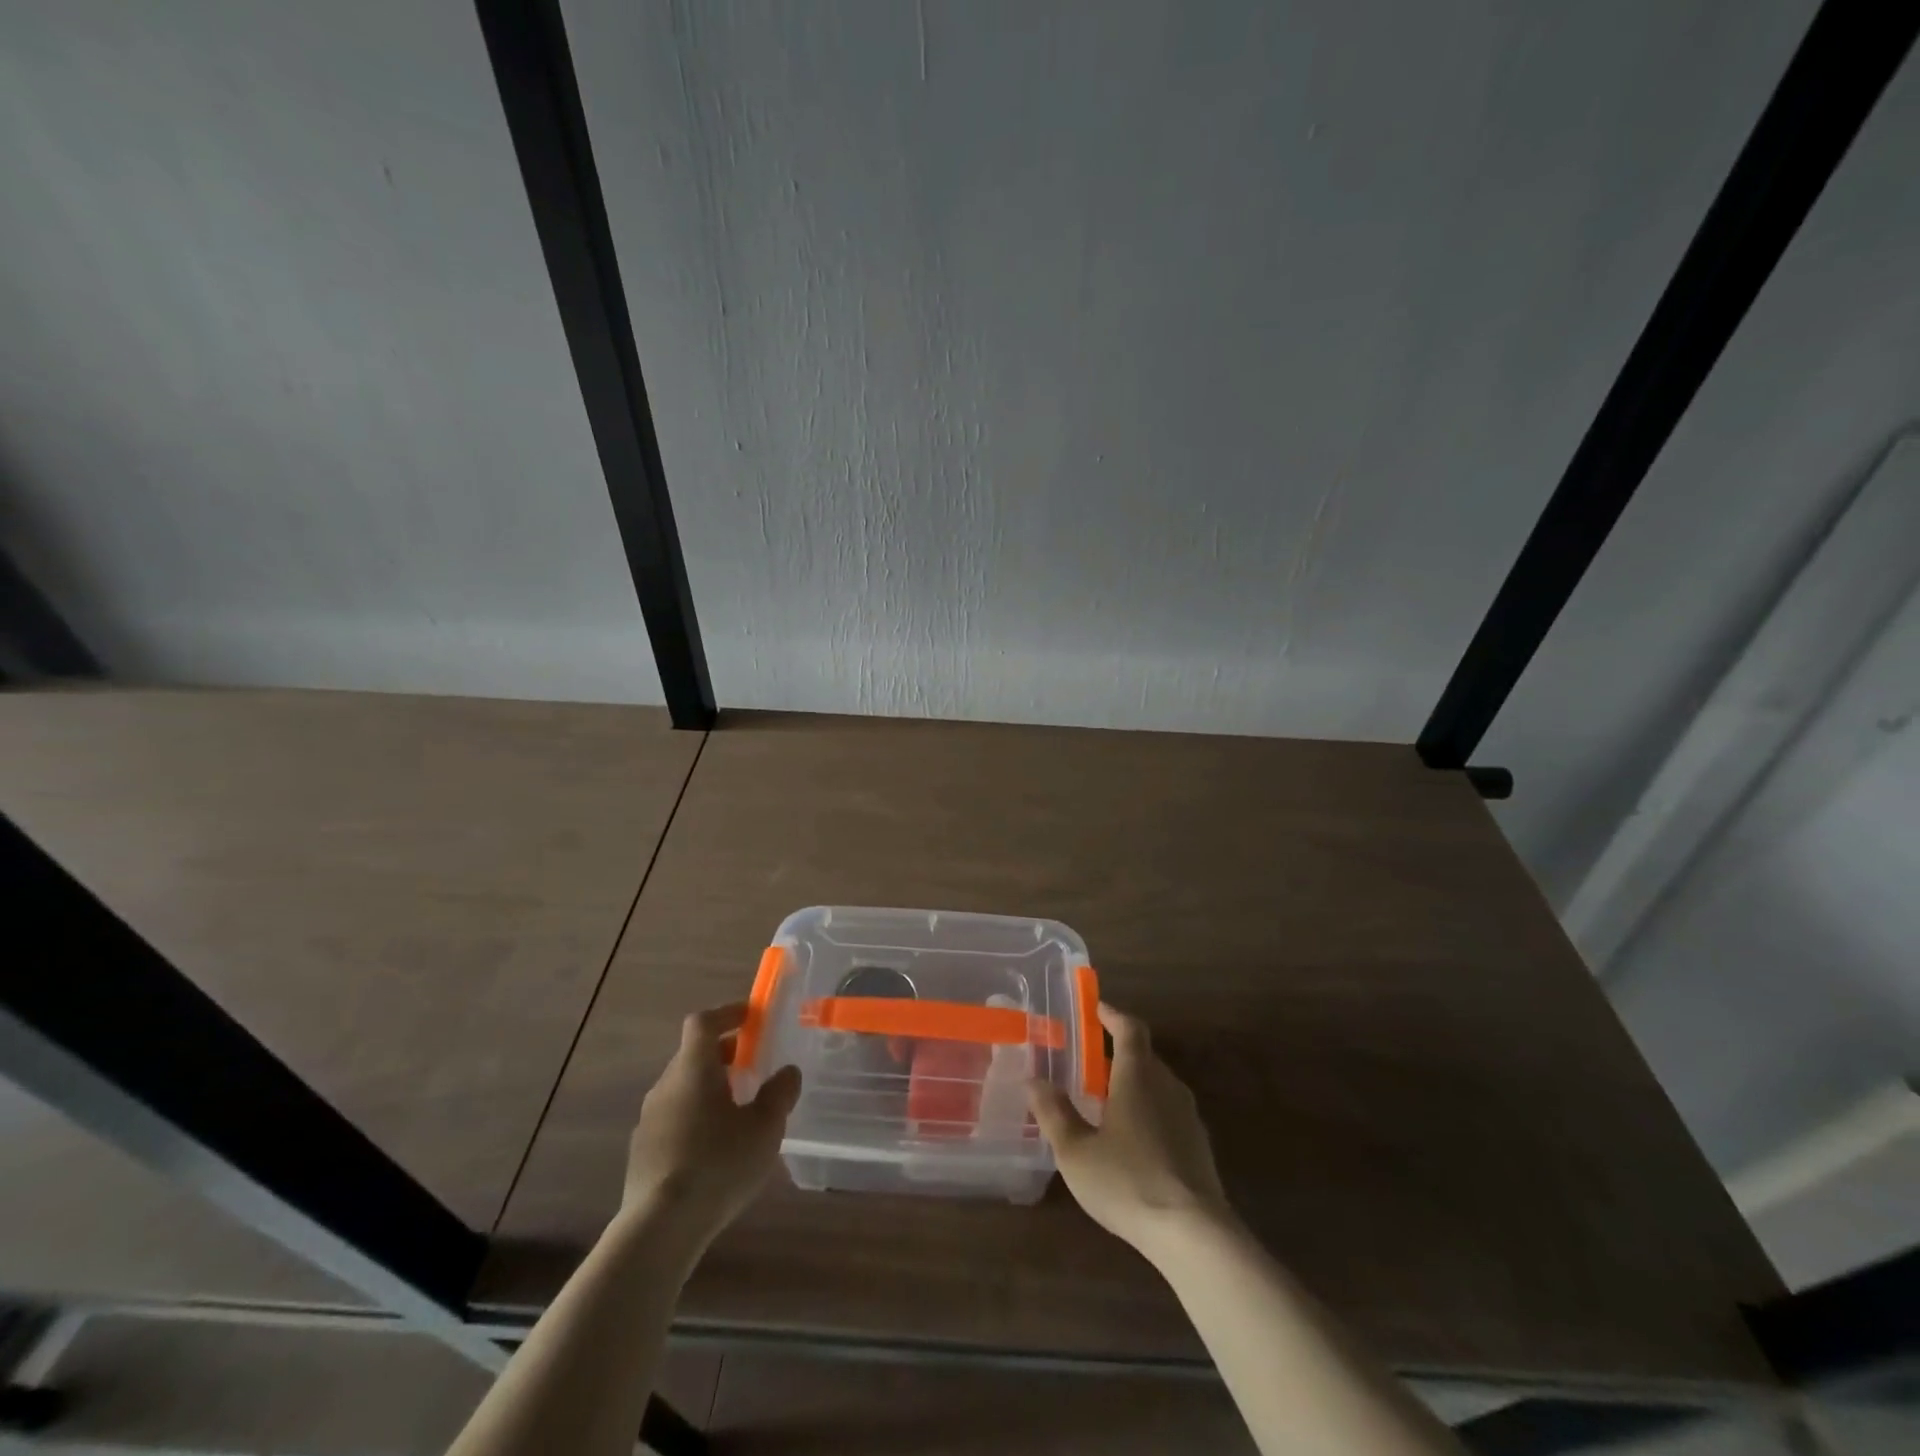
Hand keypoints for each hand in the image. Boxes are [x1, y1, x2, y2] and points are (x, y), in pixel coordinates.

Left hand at [622, 1002, 801, 1242]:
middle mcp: (666, 1086)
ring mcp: (649, 1120)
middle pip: (692, 1055)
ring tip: (737, 1108)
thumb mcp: (765, 1128)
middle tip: (751, 1062)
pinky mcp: (642, 1153)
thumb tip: (787, 1072)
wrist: (659, 1229)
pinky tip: (715, 1146)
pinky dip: (695, 1117)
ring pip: (682, 1088)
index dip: (726, 1013)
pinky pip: (673, 1118)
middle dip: (722, 1053)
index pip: (703, 1022)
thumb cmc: (718, 1164)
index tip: (750, 1016)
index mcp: (693, 1069)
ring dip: (708, 1087)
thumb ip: (779, 1094)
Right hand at [1028, 1002, 1230, 1256]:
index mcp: (1138, 1076)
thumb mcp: (1076, 1151)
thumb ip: (1054, 1113)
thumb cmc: (1128, 1181)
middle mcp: (1167, 1086)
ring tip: (1105, 1100)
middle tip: (1088, 1061)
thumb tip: (1033, 1080)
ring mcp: (1188, 1116)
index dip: (1112, 1014)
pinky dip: (1148, 1110)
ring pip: (1157, 1085)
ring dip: (1133, 1083)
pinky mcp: (1199, 1146)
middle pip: (1144, 1055)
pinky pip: (1168, 1112)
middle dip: (1117, 1052)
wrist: (1194, 1234)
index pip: (1129, 1029)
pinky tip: (1131, 1139)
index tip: (1096, 1008)